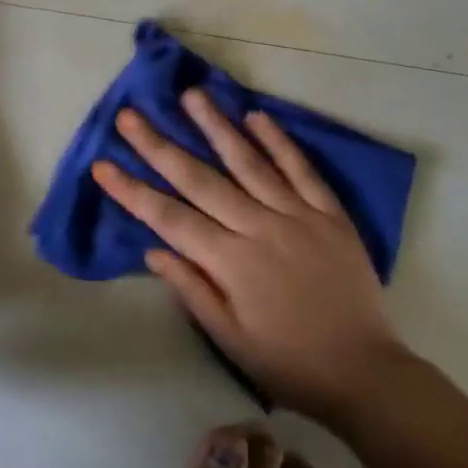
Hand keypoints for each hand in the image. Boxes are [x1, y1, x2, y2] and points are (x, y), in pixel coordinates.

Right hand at [93, 90, 402, 420]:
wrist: (365, 372)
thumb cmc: (289, 362)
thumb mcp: (231, 340)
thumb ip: (192, 290)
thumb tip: (154, 250)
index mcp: (230, 262)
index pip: (169, 218)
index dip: (132, 191)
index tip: (102, 165)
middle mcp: (258, 227)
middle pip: (200, 179)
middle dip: (159, 146)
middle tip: (130, 115)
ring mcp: (296, 214)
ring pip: (248, 161)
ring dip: (216, 126)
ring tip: (191, 95)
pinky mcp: (328, 212)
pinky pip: (300, 169)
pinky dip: (278, 141)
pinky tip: (256, 116)